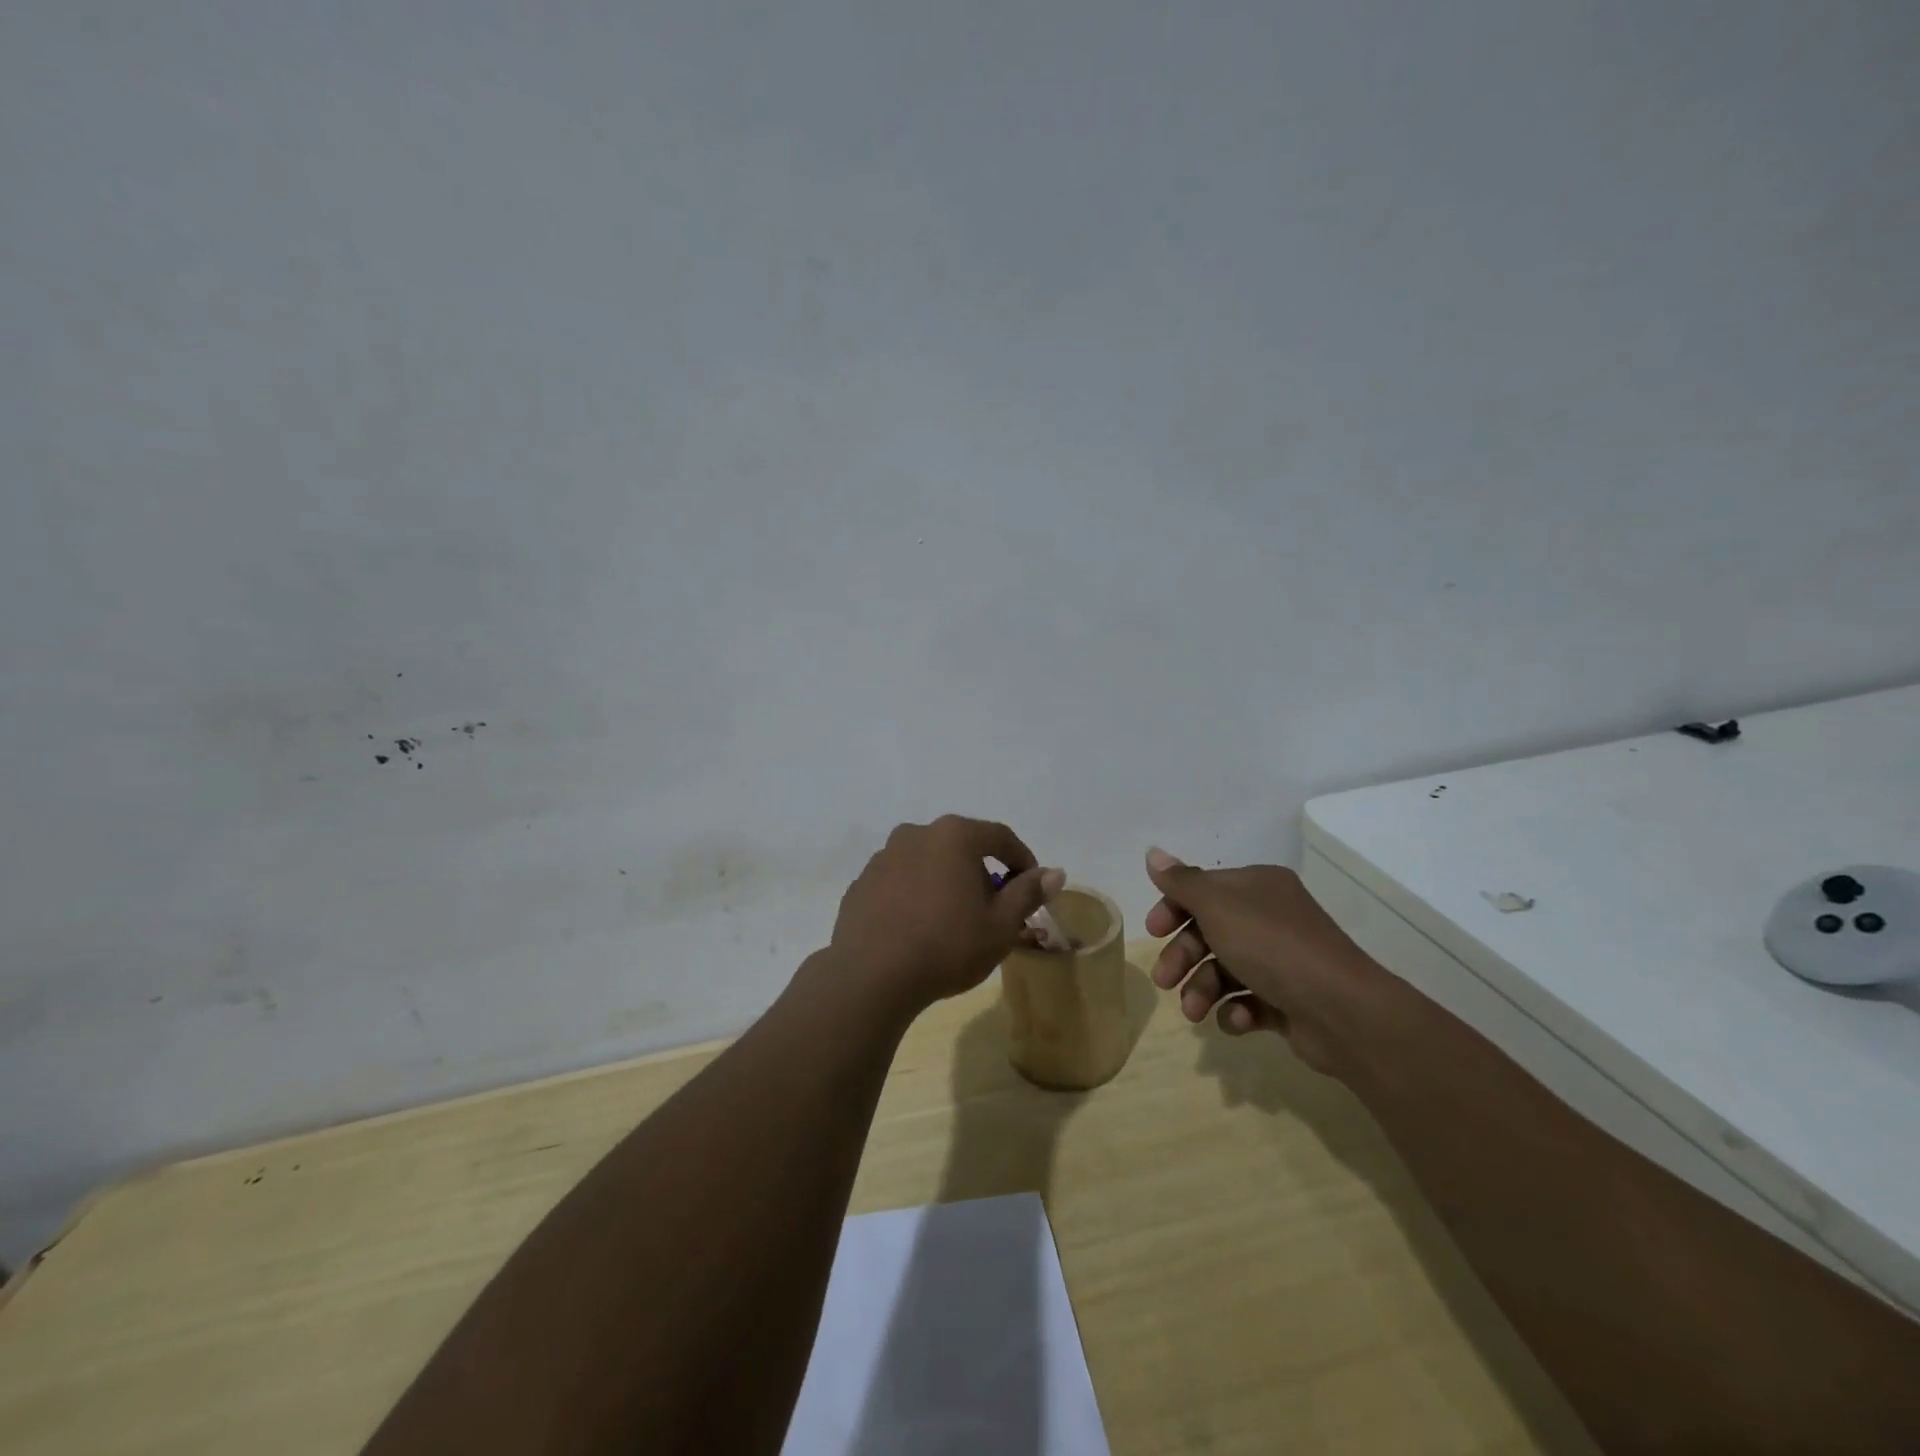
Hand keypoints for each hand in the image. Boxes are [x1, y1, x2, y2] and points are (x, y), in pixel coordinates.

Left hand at [826, 816, 1064, 1014]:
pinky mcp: (861, 883)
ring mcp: (883, 857)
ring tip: (954, 922)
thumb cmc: (947, 946)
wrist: (871, 976)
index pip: (1000, 837)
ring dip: (946, 882)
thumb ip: (1028, 893)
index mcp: (954, 835)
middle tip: (993, 910)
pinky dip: (915, 895)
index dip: (1022, 860)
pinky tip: (918, 929)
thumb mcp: (1000, 925)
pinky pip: (900, 882)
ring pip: (928, 862)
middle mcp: (916, 834)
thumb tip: (1055, 873)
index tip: (1032, 888)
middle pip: (961, 847)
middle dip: (982, 873)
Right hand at [1143, 847, 1381, 1075]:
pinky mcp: (1289, 1000)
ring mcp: (1282, 960)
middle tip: (1163, 980)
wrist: (1341, 1010)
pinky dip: (1235, 1010)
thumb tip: (1152, 852)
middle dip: (1183, 957)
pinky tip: (1235, 1019)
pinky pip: (1249, 1001)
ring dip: (1202, 989)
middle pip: (1210, 931)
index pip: (1204, 889)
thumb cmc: (1271, 946)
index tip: (1152, 932)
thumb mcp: (1217, 906)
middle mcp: (1271, 917)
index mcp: (1257, 887)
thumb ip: (1181, 882)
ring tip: (1194, 1012)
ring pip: (1225, 969)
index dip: (1173, 908)